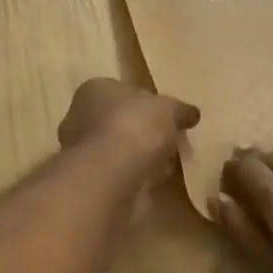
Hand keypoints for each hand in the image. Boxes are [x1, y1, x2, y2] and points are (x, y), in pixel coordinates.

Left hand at [58, 79, 199, 184]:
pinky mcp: (91, 182)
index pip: (121, 91)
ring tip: (167, 164)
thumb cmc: (134, 127)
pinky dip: (136, 177)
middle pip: (119, 122)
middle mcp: (80, 118)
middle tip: (169, 140)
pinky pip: (120, 174)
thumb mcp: (169, 109)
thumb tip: (192, 114)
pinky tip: (155, 181)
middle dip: (143, 132)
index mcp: (94, 90)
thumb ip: (180, 110)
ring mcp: (83, 153)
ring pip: (119, 151)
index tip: (166, 116)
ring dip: (140, 157)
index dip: (146, 103)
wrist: (111, 177)